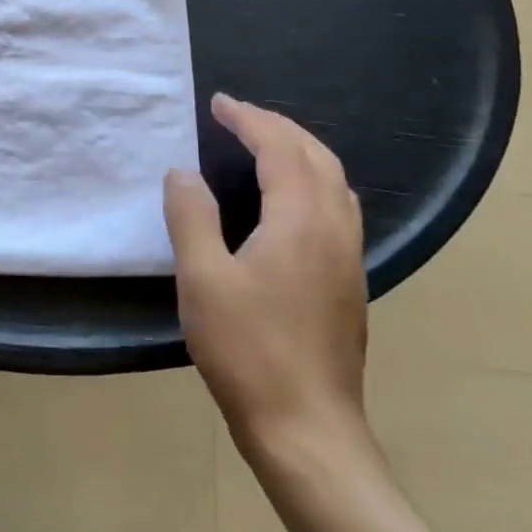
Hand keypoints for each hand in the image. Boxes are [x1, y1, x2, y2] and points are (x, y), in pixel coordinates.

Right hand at [163, 93, 368, 464]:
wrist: (307, 428)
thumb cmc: (248, 350)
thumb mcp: (203, 279)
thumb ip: (191, 217)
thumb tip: (183, 172)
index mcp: (301, 221)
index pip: (280, 149)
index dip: (249, 119)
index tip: (219, 103)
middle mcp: (335, 228)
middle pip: (316, 157)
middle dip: (278, 127)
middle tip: (238, 116)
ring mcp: (348, 257)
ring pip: (334, 181)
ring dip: (300, 151)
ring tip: (264, 145)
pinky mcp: (348, 282)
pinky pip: (337, 206)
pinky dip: (312, 180)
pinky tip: (290, 200)